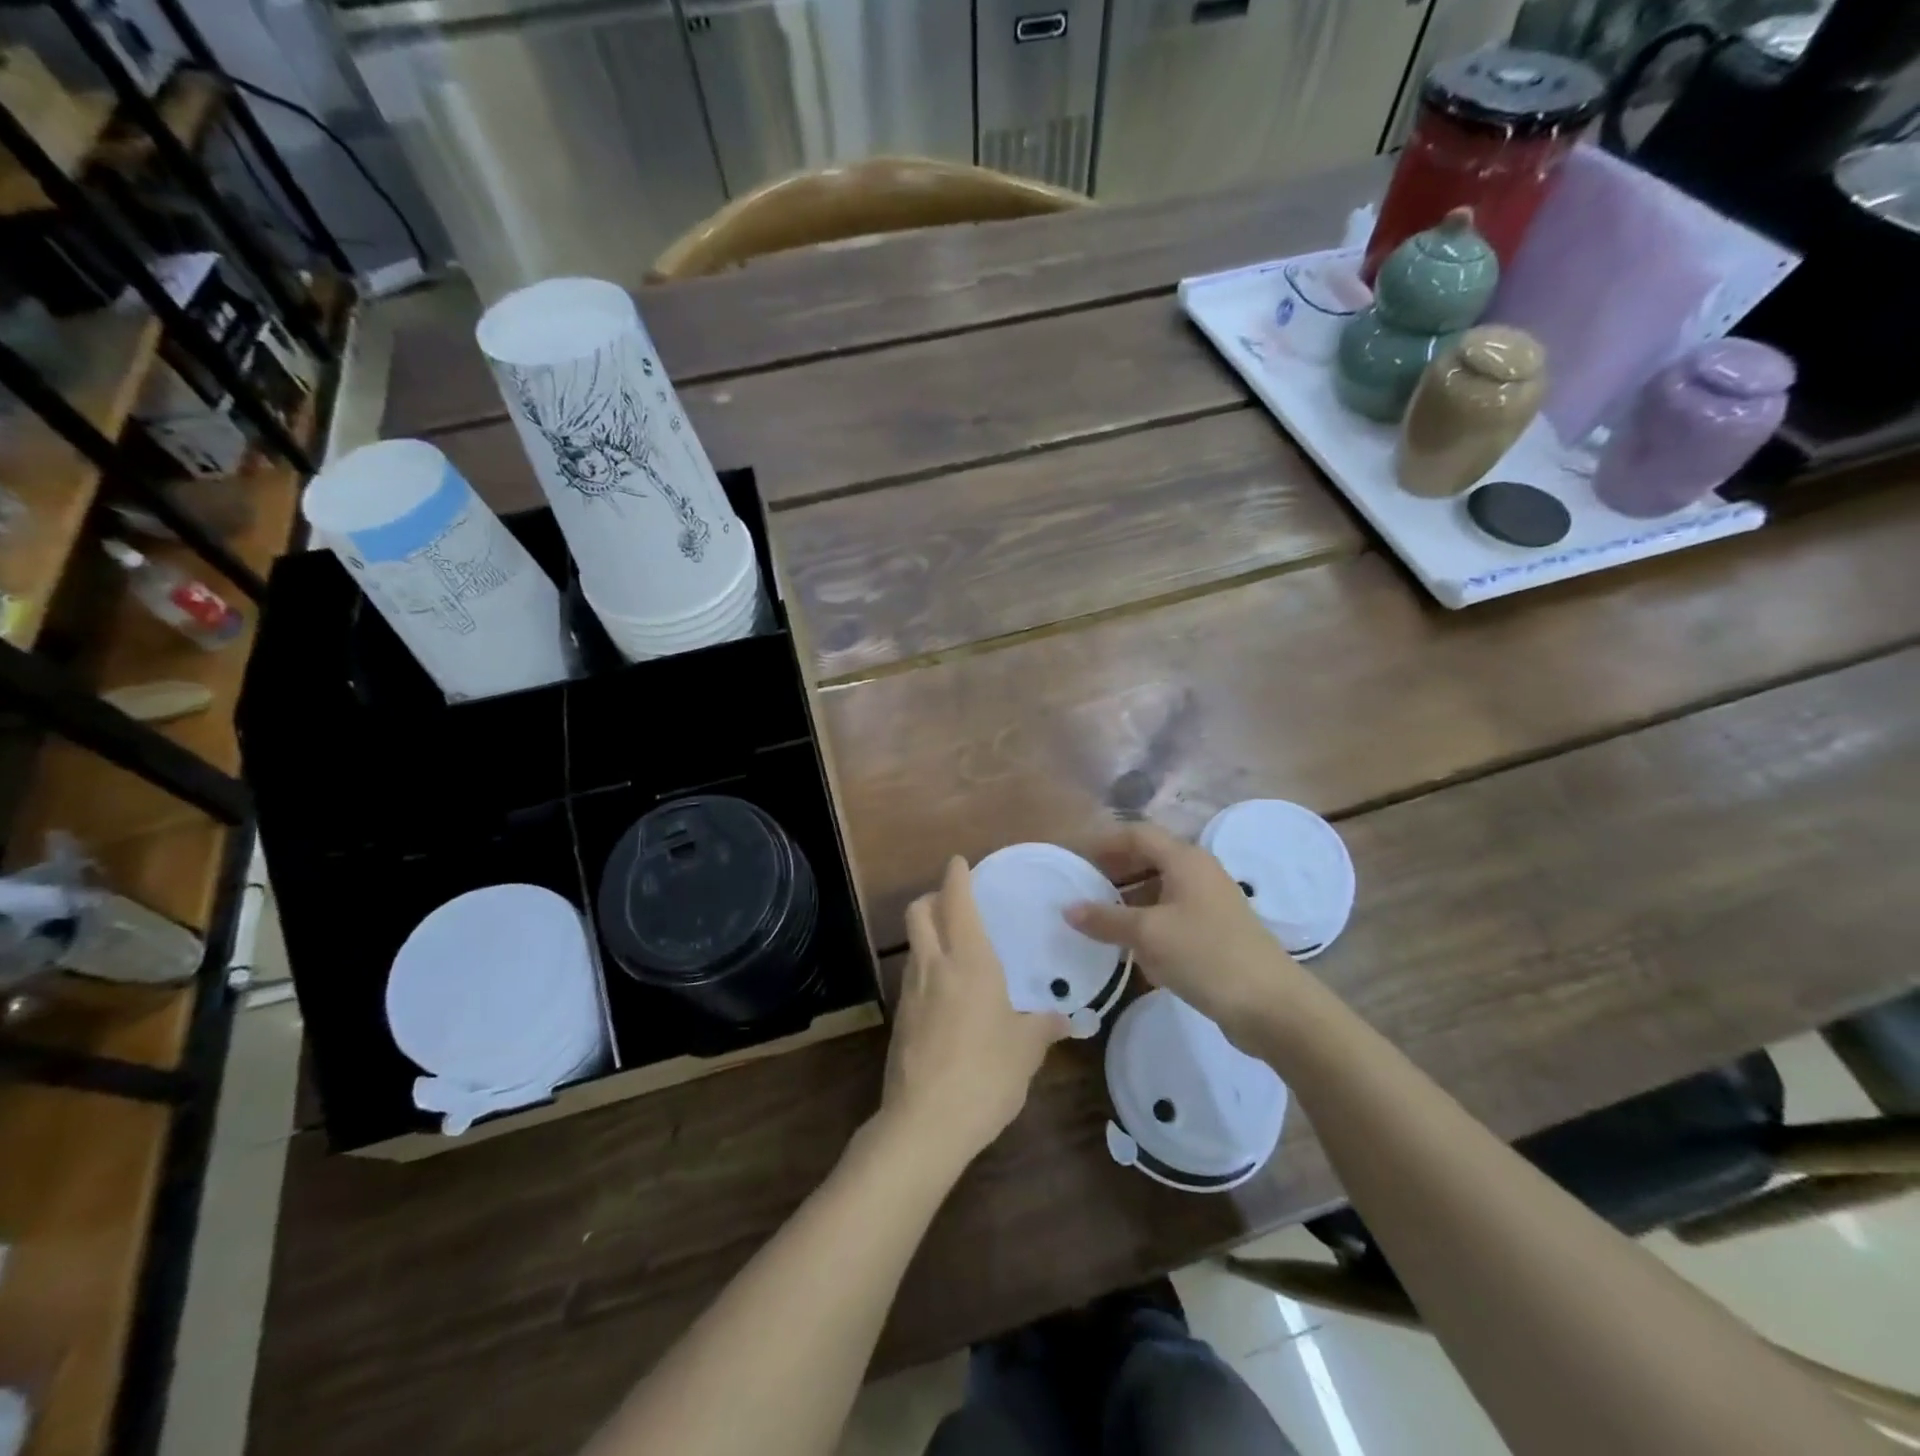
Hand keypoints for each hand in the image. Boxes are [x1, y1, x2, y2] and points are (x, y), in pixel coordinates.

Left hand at [881, 855, 1069, 1164]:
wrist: (925, 1123)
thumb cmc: (986, 1073)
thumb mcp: (1026, 1049)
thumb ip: (1045, 1027)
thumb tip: (1070, 1020)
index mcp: (969, 961)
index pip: (956, 901)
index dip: (956, 876)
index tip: (959, 862)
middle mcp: (934, 965)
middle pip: (919, 912)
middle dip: (932, 897)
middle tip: (953, 901)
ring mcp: (911, 992)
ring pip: (914, 944)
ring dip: (928, 934)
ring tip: (955, 948)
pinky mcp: (900, 1019)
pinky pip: (913, 977)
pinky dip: (926, 968)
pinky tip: (947, 993)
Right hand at [1065, 822, 1302, 1040]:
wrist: (1272, 1005)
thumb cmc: (1206, 955)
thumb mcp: (1148, 934)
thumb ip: (1106, 919)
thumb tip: (1068, 909)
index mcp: (1185, 859)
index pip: (1136, 835)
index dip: (1103, 842)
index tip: (1073, 857)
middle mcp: (1198, 872)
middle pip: (1148, 859)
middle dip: (1113, 870)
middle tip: (1080, 887)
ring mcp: (1209, 903)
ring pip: (1159, 889)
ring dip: (1127, 899)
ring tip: (1096, 917)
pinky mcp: (1214, 932)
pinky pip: (1171, 915)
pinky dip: (1147, 922)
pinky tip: (1128, 946)